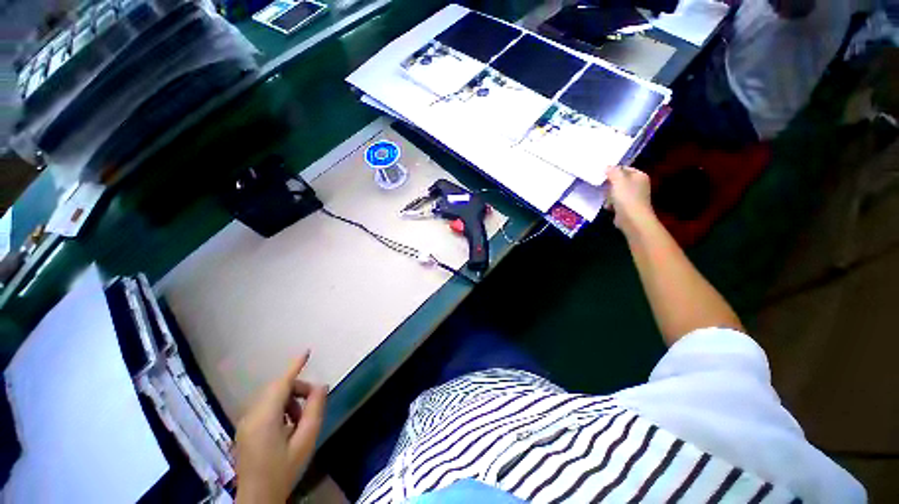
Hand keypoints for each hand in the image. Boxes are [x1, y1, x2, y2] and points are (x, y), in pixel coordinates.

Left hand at [234, 352, 327, 503]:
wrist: (257, 499)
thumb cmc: (283, 470)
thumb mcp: (305, 441)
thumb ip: (315, 410)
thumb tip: (321, 386)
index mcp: (265, 417)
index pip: (281, 383)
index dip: (294, 366)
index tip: (307, 351)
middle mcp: (251, 415)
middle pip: (276, 388)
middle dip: (297, 388)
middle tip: (313, 402)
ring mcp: (245, 422)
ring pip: (270, 397)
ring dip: (289, 399)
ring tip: (301, 419)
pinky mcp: (244, 429)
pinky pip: (264, 406)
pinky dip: (280, 407)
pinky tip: (288, 426)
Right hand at [605, 166, 654, 235]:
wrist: (632, 219)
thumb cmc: (627, 197)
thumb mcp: (618, 180)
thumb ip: (613, 171)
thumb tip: (607, 167)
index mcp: (639, 175)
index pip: (624, 168)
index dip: (613, 171)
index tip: (602, 176)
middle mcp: (638, 184)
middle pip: (618, 181)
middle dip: (609, 186)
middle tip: (604, 189)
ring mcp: (633, 196)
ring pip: (615, 192)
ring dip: (609, 196)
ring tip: (608, 201)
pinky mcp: (627, 206)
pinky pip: (616, 201)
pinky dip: (611, 204)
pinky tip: (609, 207)